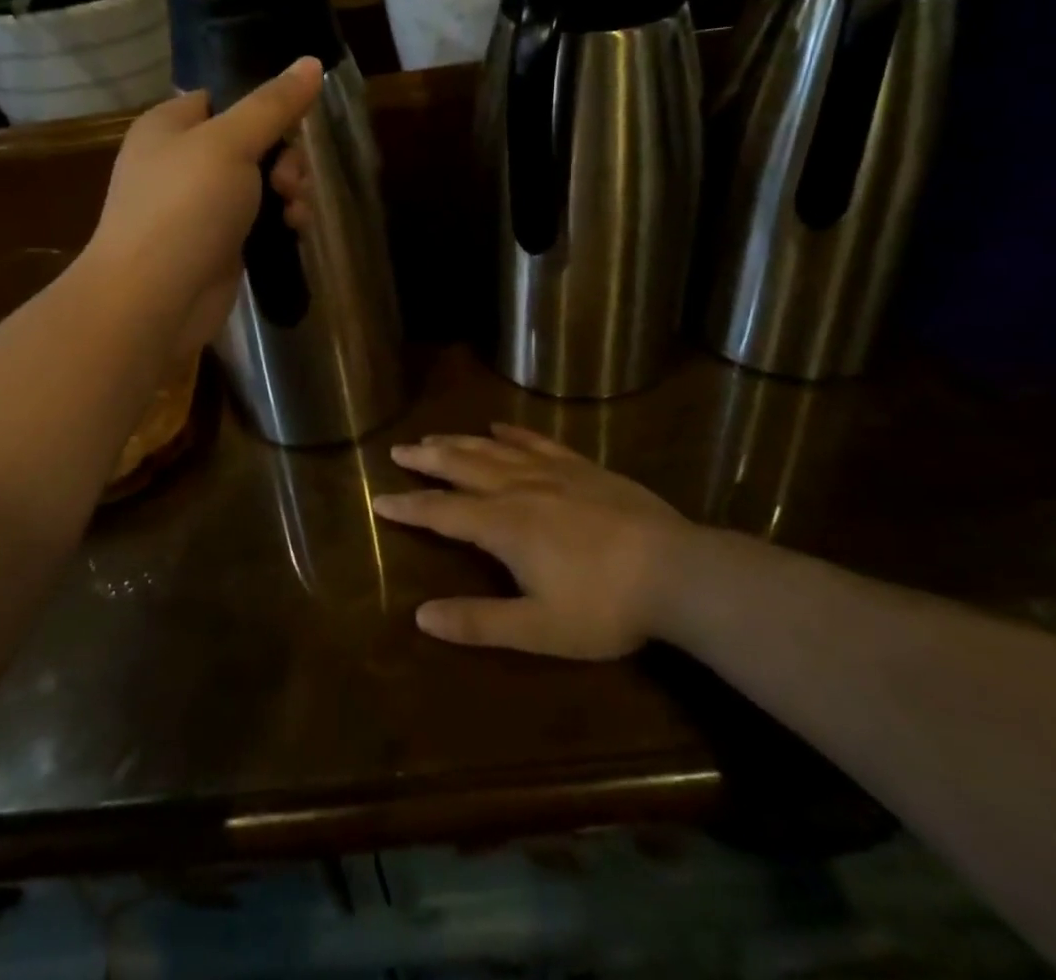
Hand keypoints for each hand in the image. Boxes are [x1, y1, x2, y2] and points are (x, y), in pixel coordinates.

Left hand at [88, 58, 322, 356]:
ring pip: (260, 183)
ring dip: (288, 191)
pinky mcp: (218, 244)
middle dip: (284, 158)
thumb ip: (273, 105)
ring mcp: (199, 206)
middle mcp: (182, 161)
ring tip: (295, 212)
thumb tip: (312, 62)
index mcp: (170, 125)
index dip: (264, 107)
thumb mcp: (230, 144)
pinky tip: (294, 231)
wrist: (153, 299)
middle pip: (252, 142)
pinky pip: (259, 220)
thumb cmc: (184, 207)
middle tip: (288, 181)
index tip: (293, 123)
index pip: (224, 97)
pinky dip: (279, 221)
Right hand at [375, 425, 696, 659]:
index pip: (442, 511)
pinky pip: (537, 441)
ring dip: (460, 442)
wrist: (675, 570)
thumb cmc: (604, 606)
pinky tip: (500, 427)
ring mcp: (552, 472)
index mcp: (503, 526)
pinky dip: (513, 432)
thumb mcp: (538, 629)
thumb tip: (421, 616)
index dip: (409, 506)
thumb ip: (479, 622)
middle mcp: (519, 488)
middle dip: (427, 459)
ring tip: (435, 436)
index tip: (380, 499)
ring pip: (494, 449)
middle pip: (462, 467)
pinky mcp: (582, 466)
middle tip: (398, 449)